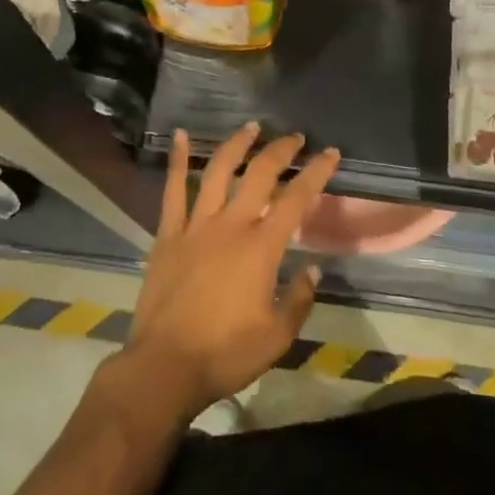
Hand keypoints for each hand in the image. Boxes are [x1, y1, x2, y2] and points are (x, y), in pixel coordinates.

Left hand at [120, 125, 339, 423]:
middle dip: (281, 150)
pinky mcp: (168, 234)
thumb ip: (299, 299)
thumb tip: (312, 269)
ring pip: (219, 170)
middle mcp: (231, 225)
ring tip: (251, 127)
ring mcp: (196, 225)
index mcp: (261, 247)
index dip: (316, 172)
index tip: (330, 153)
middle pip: (259, 173)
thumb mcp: (277, 337)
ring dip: (237, 144)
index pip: (296, 198)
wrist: (164, 367)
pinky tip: (180, 135)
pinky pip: (173, 190)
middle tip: (295, 137)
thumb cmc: (225, 354)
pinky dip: (177, 160)